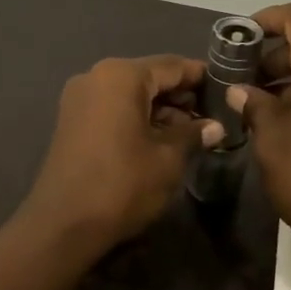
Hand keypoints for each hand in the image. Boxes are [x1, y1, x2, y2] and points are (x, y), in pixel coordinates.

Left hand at [20, 55, 224, 254]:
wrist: (63, 224)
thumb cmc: (122, 184)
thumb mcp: (168, 159)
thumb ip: (193, 134)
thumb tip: (215, 127)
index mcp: (121, 76)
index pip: (172, 66)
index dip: (202, 77)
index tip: (227, 89)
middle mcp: (96, 77)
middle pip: (149, 77)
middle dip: (181, 96)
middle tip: (214, 116)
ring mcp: (80, 99)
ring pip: (131, 94)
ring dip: (161, 110)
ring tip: (193, 133)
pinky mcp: (72, 121)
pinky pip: (114, 109)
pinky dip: (138, 118)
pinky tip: (162, 140)